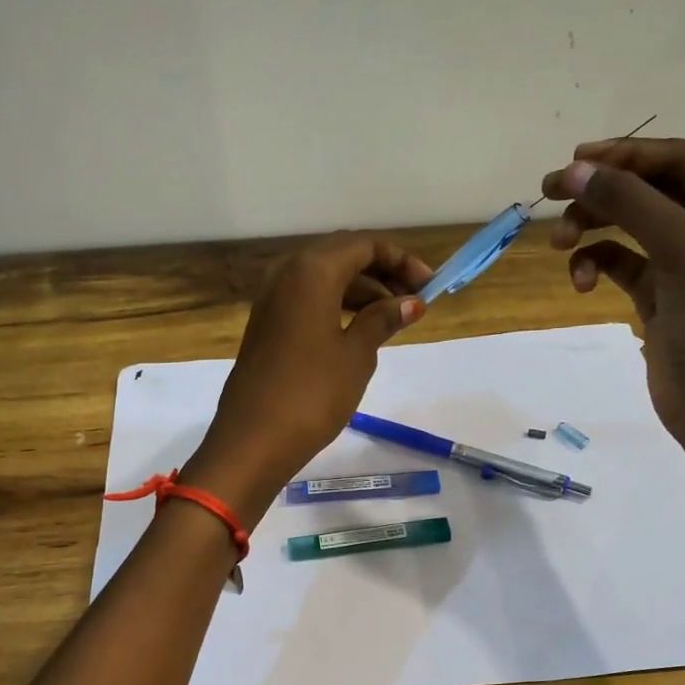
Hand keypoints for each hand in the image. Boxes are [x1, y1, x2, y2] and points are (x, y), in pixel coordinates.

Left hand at [183, 236, 431, 524]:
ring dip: (360, 291)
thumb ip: (383, 319)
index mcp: (311, 270)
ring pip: (324, 279)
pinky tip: (359, 330)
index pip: (364, 245)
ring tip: (393, 319)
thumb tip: (410, 302)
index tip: (430, 286)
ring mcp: (271, 299)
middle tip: (414, 300)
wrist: (254, 439)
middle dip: (382, 273)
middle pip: (342, 257)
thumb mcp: (357, 354)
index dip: (401, 260)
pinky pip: (308, 299)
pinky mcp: (266, 324)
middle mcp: (286, 273)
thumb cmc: (312, 393)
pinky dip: (337, 306)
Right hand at [543, 136, 684, 447]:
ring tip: (559, 245)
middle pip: (652, 191)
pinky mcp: (663, 294)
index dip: (626, 156)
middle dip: (602, 194)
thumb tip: (574, 170)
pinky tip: (581, 282)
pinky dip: (598, 264)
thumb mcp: (682, 249)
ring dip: (593, 230)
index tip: (574, 159)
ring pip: (632, 227)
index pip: (681, 161)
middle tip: (550, 193)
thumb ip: (628, 203)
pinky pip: (623, 263)